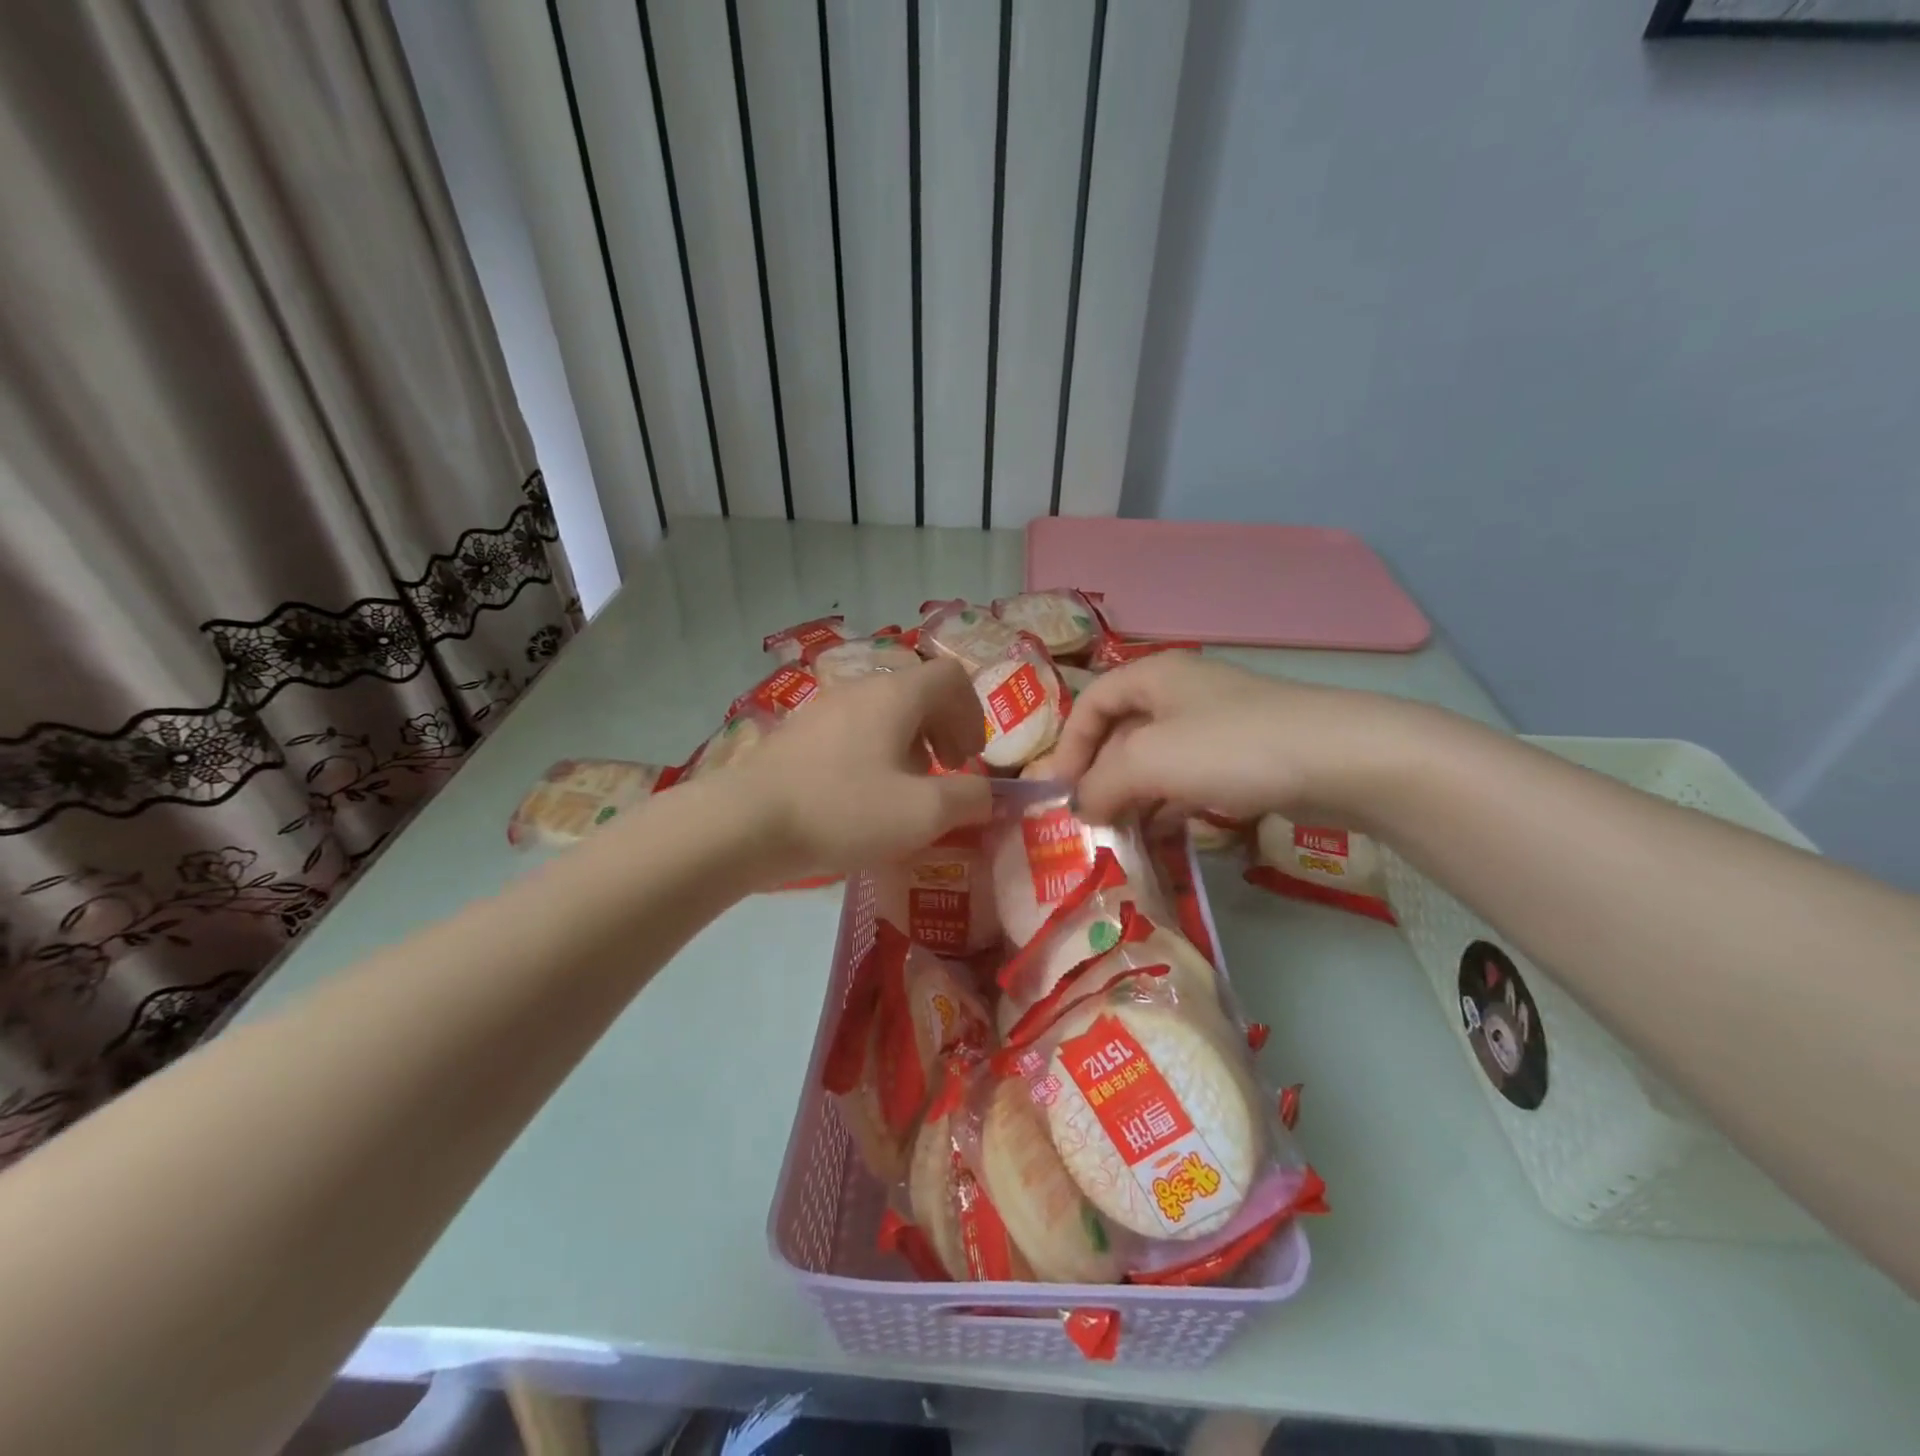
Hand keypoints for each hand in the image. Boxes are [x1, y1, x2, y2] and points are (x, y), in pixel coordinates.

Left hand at [734, 659, 992, 878]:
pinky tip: (860, 798)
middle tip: (946, 773)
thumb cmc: (844, 810)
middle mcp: (859, 689)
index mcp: (895, 695)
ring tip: (904, 791)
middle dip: (943, 730)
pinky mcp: (798, 734)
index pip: (952, 676)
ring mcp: (823, 708)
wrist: (745, 823)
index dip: (973, 713)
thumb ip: (969, 798)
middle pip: (918, 693)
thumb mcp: (923, 814)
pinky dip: (874, 754)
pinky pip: (852, 731)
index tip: (968, 759)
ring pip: (883, 713)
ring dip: (909, 745)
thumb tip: (984, 793)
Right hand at [1045, 654, 1415, 826]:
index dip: (1069, 745)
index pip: (1091, 703)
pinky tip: (1163, 836)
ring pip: (1157, 761)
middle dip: (1101, 776)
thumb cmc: (1228, 746)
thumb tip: (1079, 807)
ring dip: (1134, 797)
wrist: (1339, 759)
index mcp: (1153, 675)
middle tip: (1090, 821)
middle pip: (1122, 733)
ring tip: (1121, 836)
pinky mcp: (1245, 757)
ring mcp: (1216, 725)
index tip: (1062, 792)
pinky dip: (1169, 805)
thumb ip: (1100, 783)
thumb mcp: (1147, 760)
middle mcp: (1181, 693)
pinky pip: (1190, 780)